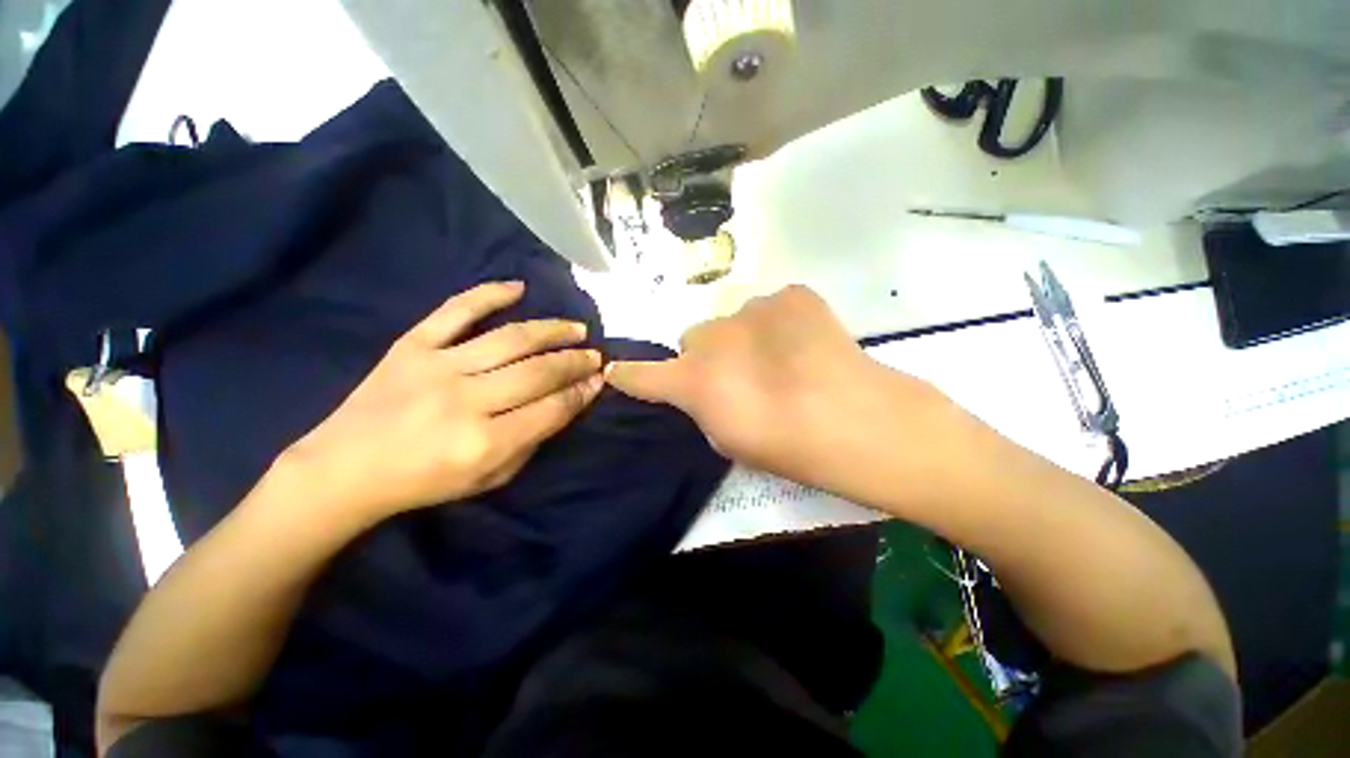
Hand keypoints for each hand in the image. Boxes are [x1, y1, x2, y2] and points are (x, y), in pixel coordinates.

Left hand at [285, 282, 604, 520]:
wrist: (344, 468)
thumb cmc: (424, 482)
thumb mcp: (490, 479)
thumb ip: (532, 440)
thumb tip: (568, 401)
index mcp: (485, 443)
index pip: (553, 408)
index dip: (582, 392)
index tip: (600, 379)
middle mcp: (466, 401)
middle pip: (539, 371)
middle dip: (576, 361)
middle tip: (594, 355)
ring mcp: (437, 367)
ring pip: (511, 338)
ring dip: (552, 330)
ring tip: (576, 328)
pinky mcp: (411, 345)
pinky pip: (456, 311)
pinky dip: (488, 293)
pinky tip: (518, 288)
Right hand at [607, 286, 940, 488]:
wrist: (862, 422)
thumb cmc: (791, 448)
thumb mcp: (730, 441)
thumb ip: (703, 408)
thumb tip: (704, 388)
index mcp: (694, 380)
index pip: (644, 375)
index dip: (630, 376)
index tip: (617, 372)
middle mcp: (712, 336)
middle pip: (693, 338)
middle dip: (708, 356)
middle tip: (743, 376)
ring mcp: (752, 308)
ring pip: (732, 320)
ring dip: (744, 338)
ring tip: (783, 360)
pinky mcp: (791, 294)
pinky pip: (771, 307)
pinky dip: (779, 322)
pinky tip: (805, 344)